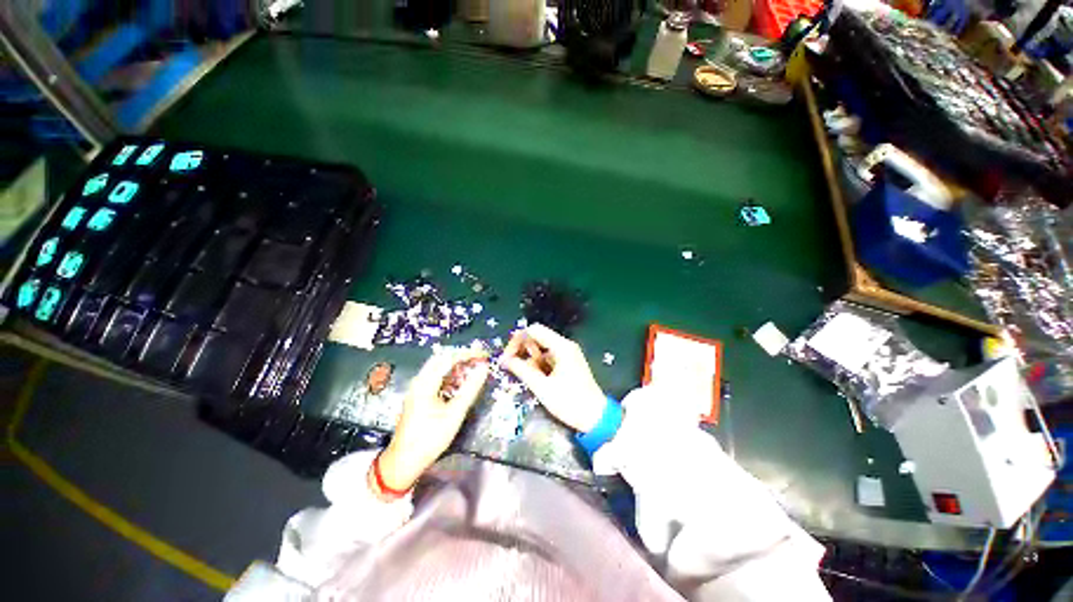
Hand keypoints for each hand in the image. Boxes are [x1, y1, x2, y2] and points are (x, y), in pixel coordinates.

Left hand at [375, 347, 489, 493]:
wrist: (403, 462)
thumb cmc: (430, 438)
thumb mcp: (454, 414)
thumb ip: (470, 389)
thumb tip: (483, 368)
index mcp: (425, 383)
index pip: (449, 358)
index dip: (467, 353)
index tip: (483, 354)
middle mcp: (419, 380)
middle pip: (442, 358)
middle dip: (462, 356)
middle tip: (479, 359)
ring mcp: (418, 388)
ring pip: (439, 367)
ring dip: (456, 365)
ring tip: (473, 368)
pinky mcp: (419, 395)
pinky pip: (436, 377)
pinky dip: (450, 375)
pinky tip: (461, 382)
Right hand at [500, 324, 605, 432]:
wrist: (596, 417)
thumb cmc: (569, 402)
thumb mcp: (542, 387)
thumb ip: (521, 370)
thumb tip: (504, 360)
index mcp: (561, 346)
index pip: (534, 330)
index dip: (517, 340)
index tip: (507, 357)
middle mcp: (565, 345)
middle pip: (538, 337)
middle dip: (522, 350)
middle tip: (511, 366)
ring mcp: (568, 353)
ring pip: (542, 348)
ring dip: (531, 359)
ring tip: (527, 377)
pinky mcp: (569, 362)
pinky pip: (549, 357)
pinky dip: (540, 364)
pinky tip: (537, 379)